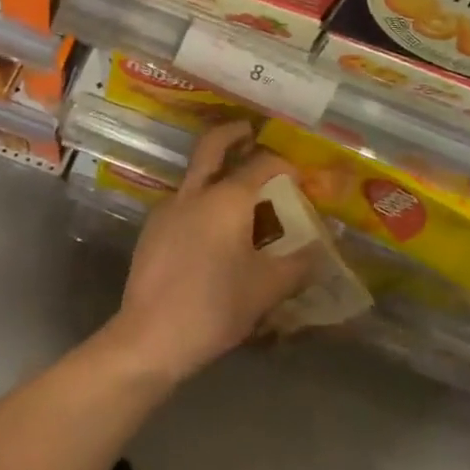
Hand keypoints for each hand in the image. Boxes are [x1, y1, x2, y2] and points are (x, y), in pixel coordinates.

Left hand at [108, 121, 316, 384]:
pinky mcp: (152, 230)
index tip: (299, 177)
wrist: (149, 338)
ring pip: (195, 174)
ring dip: (216, 170)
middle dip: (233, 133)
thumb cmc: (213, 307)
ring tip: (238, 193)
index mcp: (227, 198)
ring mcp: (169, 209)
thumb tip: (321, 251)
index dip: (284, 165)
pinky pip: (183, 202)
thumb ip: (299, 265)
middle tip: (250, 131)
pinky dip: (201, 200)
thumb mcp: (266, 289)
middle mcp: (195, 192)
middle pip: (213, 145)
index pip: (263, 164)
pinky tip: (212, 231)